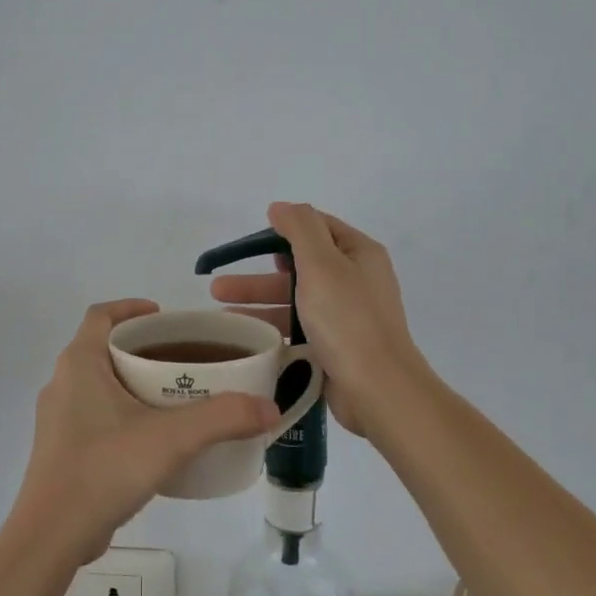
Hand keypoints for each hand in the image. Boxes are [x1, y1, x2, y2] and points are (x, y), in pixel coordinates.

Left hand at [12, 299, 279, 564]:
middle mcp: (62, 383)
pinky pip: (95, 415)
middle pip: (104, 348)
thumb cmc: (104, 469)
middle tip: (184, 359)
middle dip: (143, 348)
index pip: (102, 315)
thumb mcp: (172, 438)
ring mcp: (58, 419)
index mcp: (79, 364)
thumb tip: (270, 407)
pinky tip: (153, 439)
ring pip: (99, 384)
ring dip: (133, 382)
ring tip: (175, 397)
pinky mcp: (61, 450)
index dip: (132, 307)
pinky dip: (123, 413)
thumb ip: (223, 418)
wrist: (52, 536)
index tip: (166, 317)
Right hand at [208, 203, 428, 439]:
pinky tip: (246, 338)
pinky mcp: (337, 347)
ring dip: (259, 305)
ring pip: (295, 302)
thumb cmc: (347, 319)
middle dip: (258, 276)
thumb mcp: (322, 263)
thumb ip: (300, 229)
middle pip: (299, 268)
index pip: (318, 228)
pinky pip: (299, 330)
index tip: (249, 243)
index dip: (283, 230)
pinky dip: (273, 330)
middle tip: (217, 288)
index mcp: (359, 254)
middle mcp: (356, 280)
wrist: (378, 388)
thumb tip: (281, 207)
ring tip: (221, 316)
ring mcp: (346, 316)